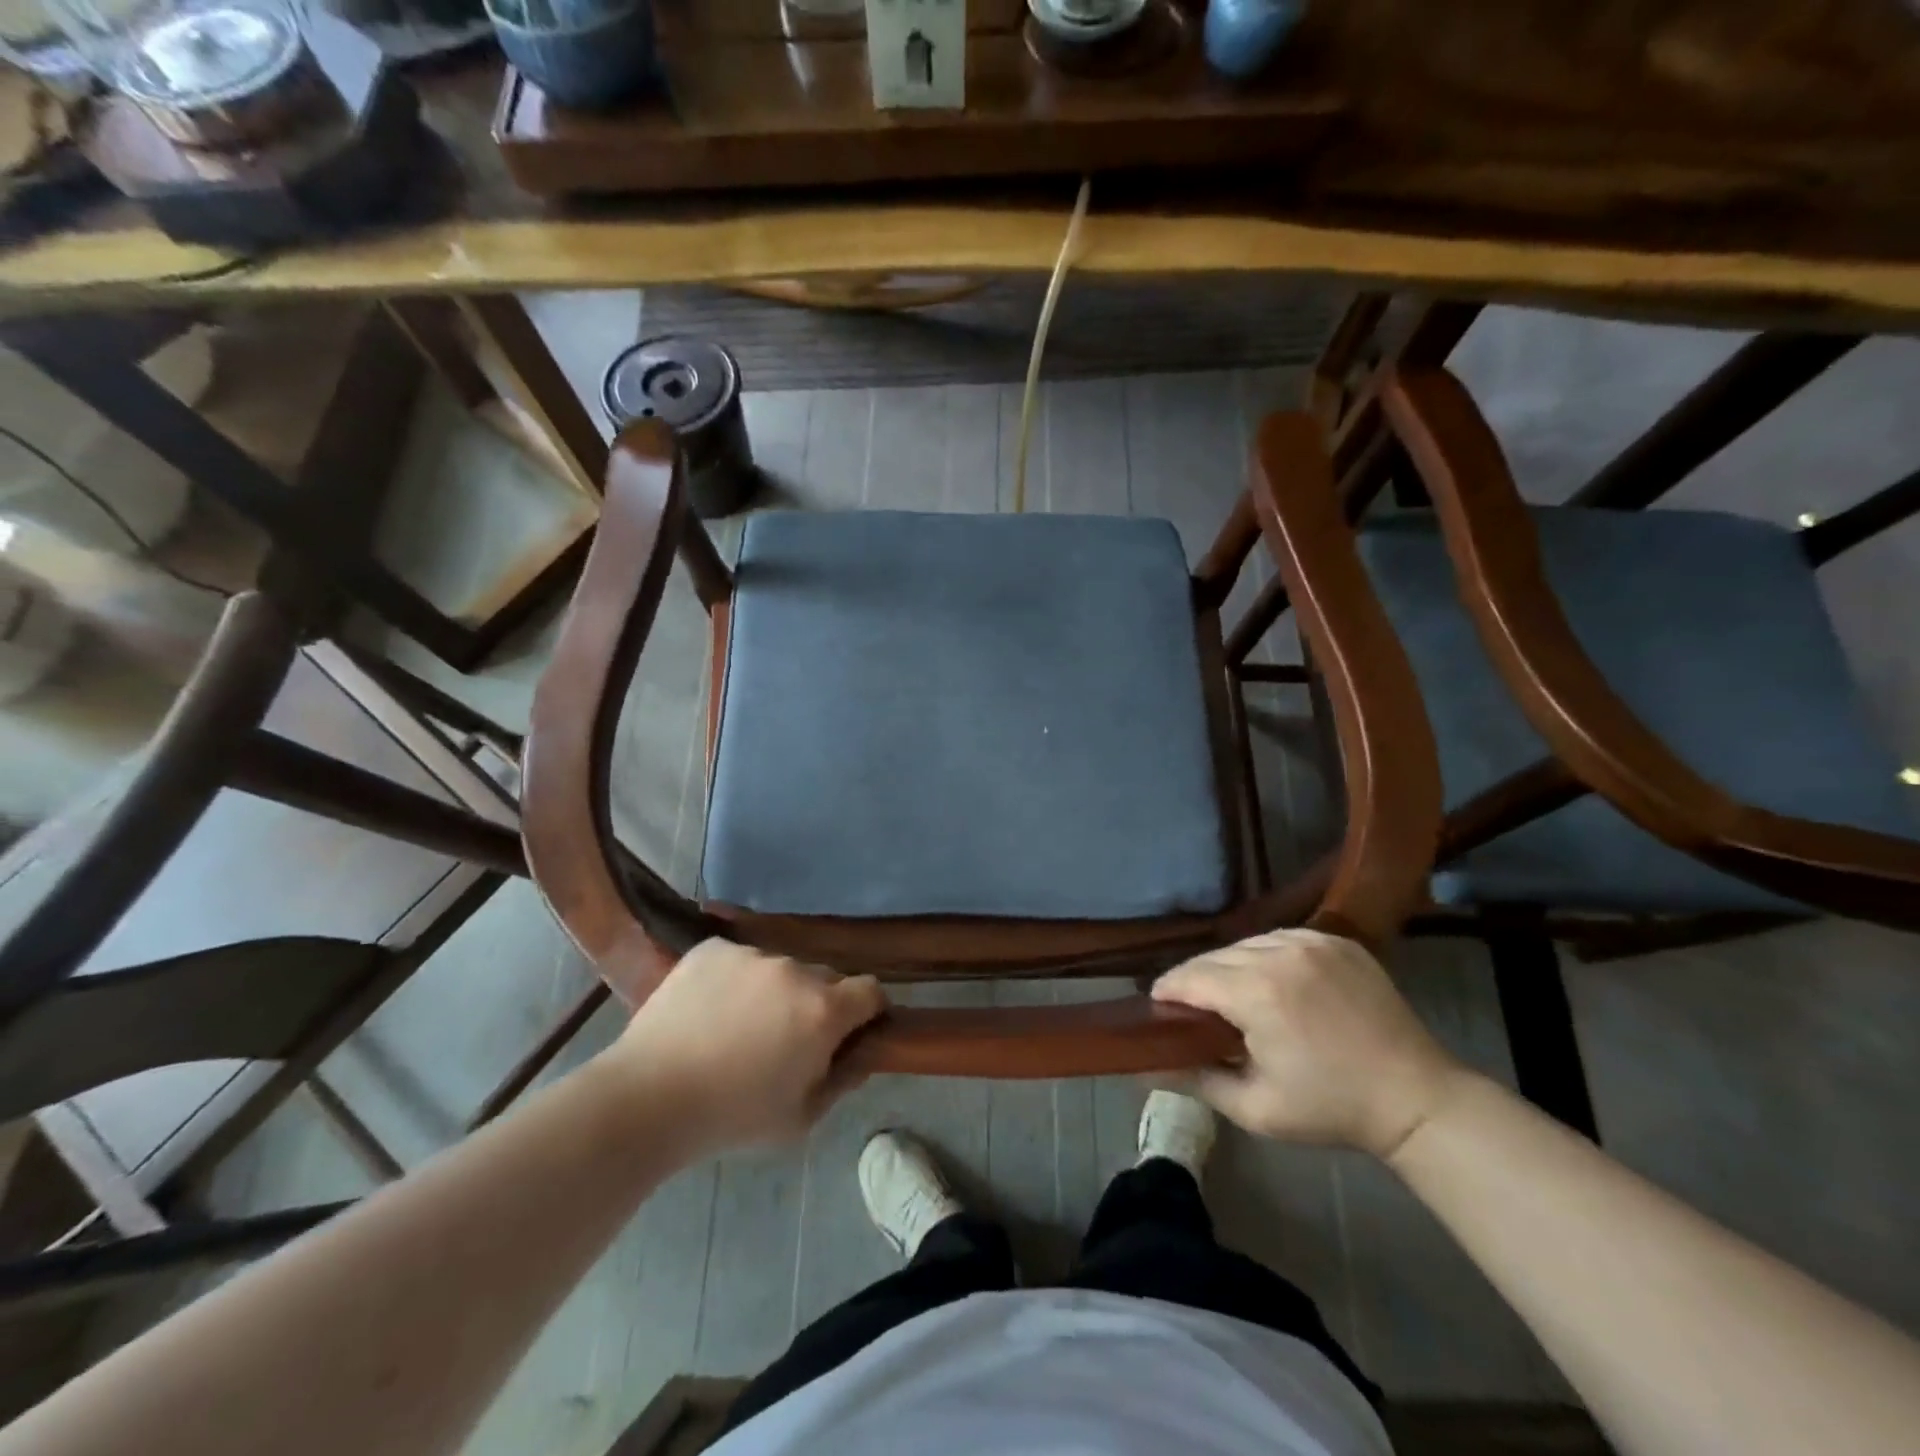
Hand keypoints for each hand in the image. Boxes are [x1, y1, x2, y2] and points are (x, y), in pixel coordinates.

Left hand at [599, 939, 885, 1154]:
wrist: (647, 1098)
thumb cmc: (731, 1117)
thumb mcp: (800, 1119)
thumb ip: (841, 1082)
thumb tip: (860, 1055)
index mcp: (824, 1011)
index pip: (870, 991)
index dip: (866, 1011)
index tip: (851, 1032)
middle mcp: (795, 971)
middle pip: (824, 979)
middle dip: (817, 1005)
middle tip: (785, 1039)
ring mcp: (752, 955)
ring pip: (779, 969)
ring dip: (773, 992)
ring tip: (736, 1027)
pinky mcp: (713, 948)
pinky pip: (738, 960)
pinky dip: (734, 979)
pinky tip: (708, 1010)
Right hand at [1151, 929, 1465, 1157]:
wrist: (1417, 1099)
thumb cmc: (1331, 1108)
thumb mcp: (1256, 1108)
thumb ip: (1196, 1080)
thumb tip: (1147, 1067)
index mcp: (1256, 992)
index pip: (1189, 977)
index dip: (1167, 991)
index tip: (1157, 1008)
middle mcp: (1279, 953)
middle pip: (1215, 957)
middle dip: (1197, 981)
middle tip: (1195, 1010)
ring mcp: (1312, 942)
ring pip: (1246, 944)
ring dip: (1231, 966)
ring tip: (1233, 995)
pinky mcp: (1337, 941)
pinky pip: (1281, 939)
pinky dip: (1266, 956)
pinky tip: (1272, 982)